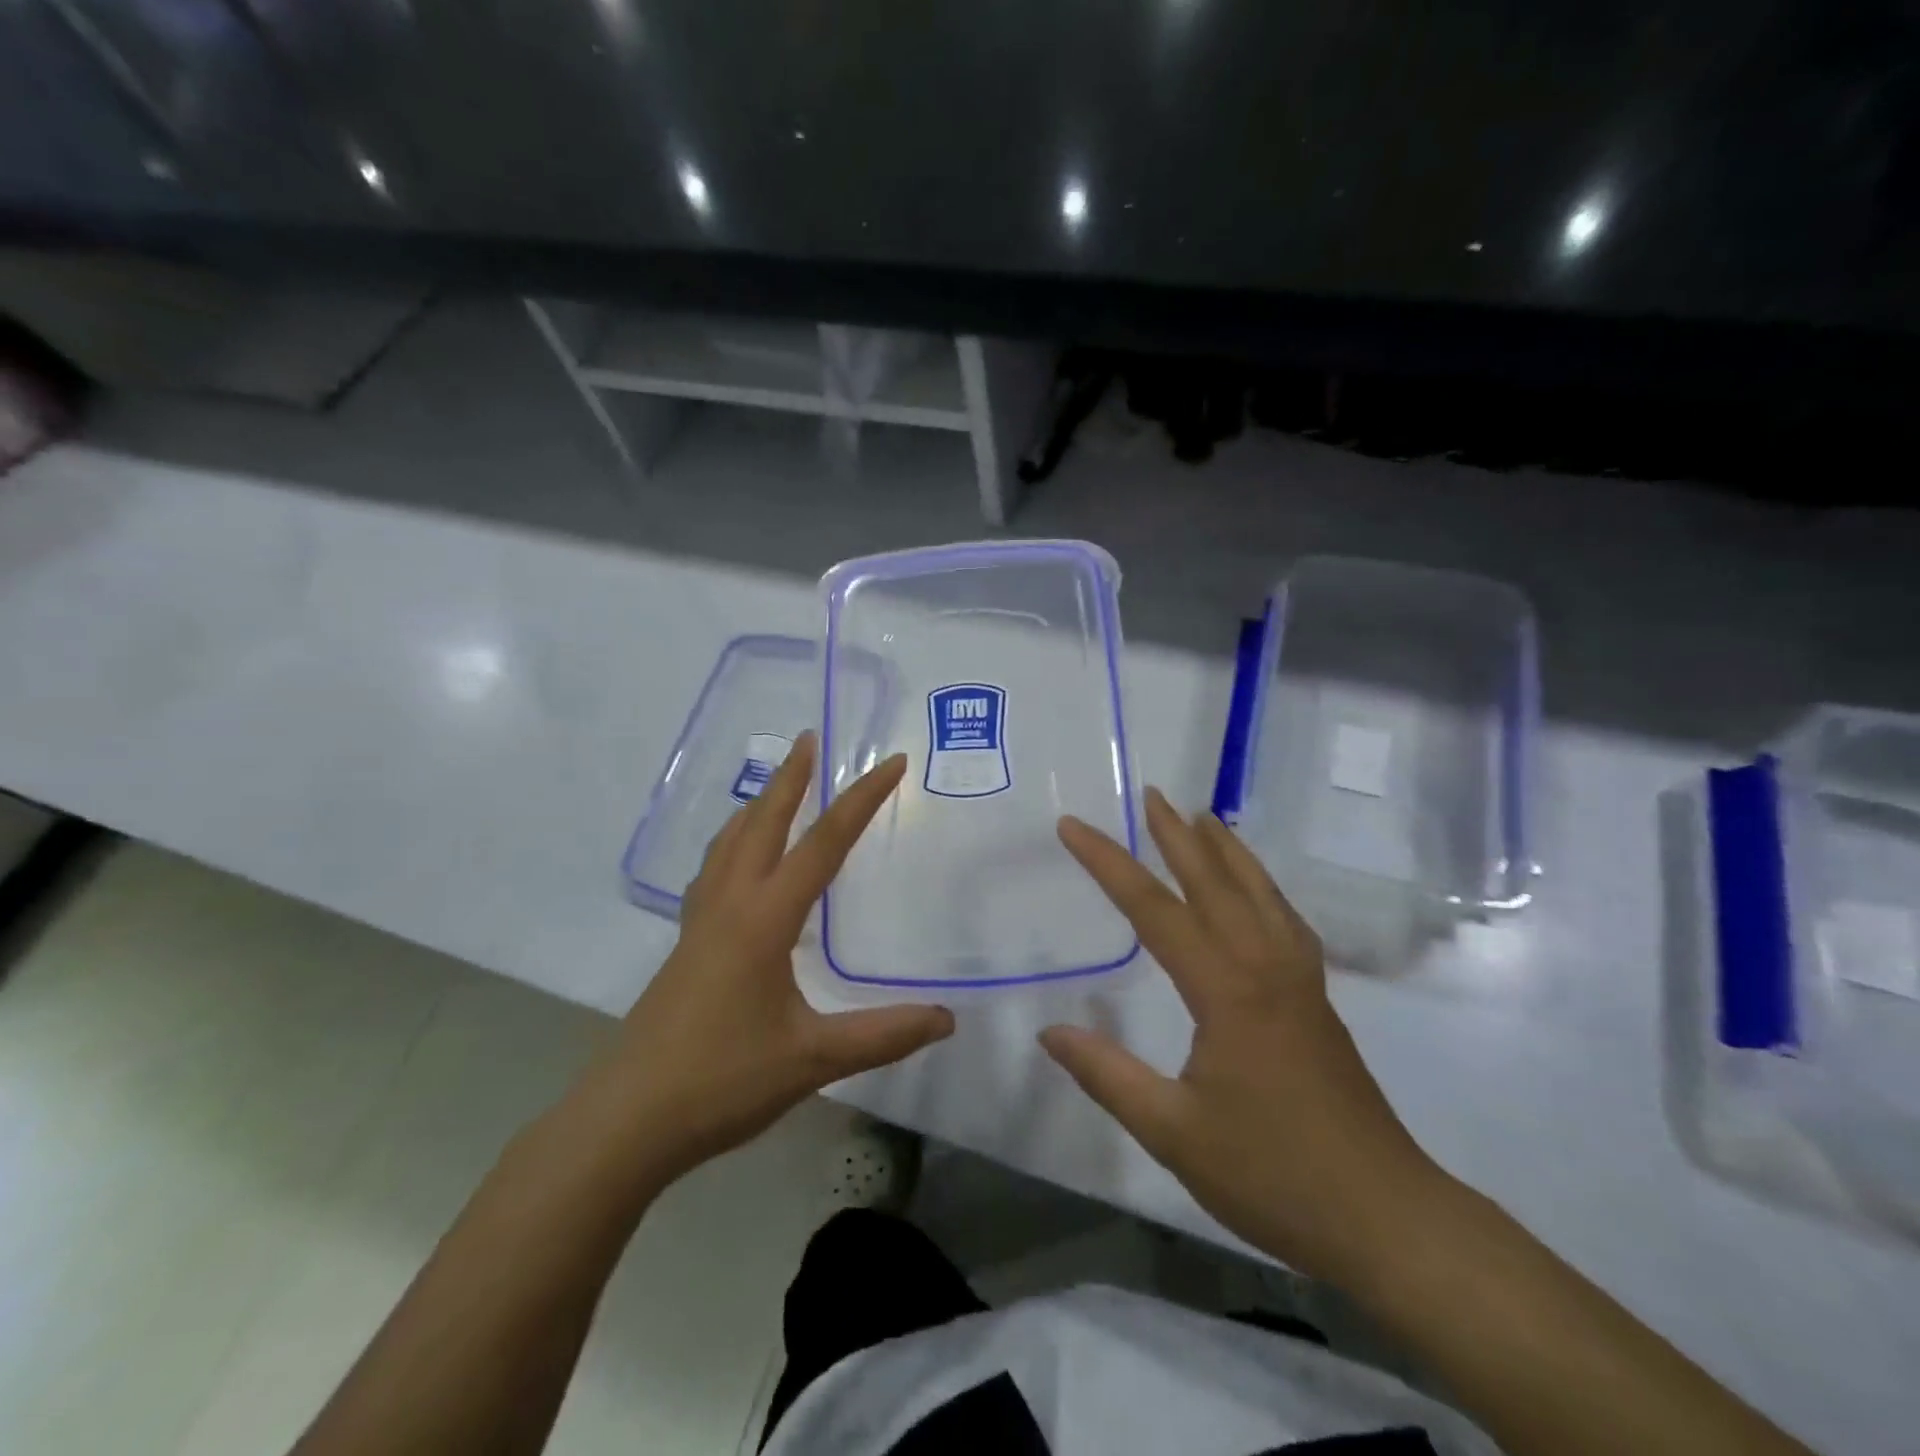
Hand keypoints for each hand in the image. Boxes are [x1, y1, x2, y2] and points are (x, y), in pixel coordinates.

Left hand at [583, 733, 953, 1187]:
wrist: (626, 1121)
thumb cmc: (721, 1082)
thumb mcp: (813, 1060)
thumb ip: (882, 1035)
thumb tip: (947, 1018)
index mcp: (764, 919)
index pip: (823, 844)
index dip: (861, 800)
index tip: (890, 763)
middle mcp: (730, 906)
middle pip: (762, 823)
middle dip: (790, 778)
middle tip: (809, 739)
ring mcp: (700, 924)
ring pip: (729, 843)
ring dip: (757, 805)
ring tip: (776, 786)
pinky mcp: (686, 946)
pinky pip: (713, 871)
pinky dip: (734, 844)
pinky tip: (739, 861)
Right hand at [1041, 789, 1442, 1282]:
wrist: (1386, 1217)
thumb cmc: (1273, 1175)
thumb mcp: (1174, 1132)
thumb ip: (1108, 1076)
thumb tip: (1050, 1032)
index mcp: (1225, 990)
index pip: (1153, 909)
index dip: (1108, 863)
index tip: (1073, 826)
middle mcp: (1264, 967)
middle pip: (1215, 883)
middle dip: (1177, 835)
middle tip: (1152, 794)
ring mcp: (1298, 982)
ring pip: (1259, 894)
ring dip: (1228, 851)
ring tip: (1205, 817)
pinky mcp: (1316, 1002)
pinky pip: (1285, 921)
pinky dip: (1264, 888)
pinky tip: (1256, 892)